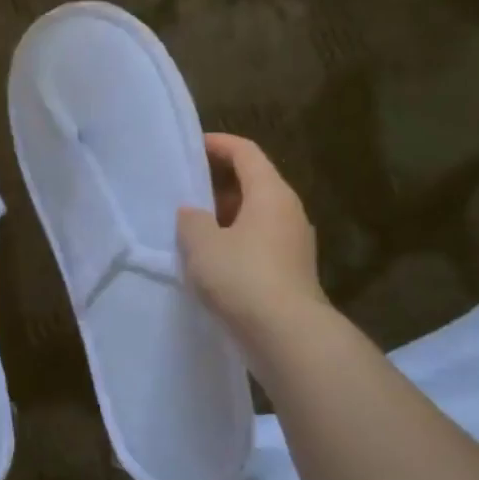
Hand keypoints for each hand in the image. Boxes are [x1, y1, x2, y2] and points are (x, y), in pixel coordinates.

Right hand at [176, 133, 326, 334]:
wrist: (286, 335)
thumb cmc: (242, 277)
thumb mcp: (202, 243)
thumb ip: (191, 220)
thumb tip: (193, 213)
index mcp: (271, 194)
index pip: (246, 153)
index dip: (219, 144)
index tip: (193, 145)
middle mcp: (288, 212)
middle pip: (253, 183)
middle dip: (218, 183)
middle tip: (185, 189)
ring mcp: (293, 244)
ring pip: (255, 216)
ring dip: (225, 216)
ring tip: (191, 226)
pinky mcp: (290, 272)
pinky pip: (258, 243)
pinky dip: (234, 241)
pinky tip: (210, 260)